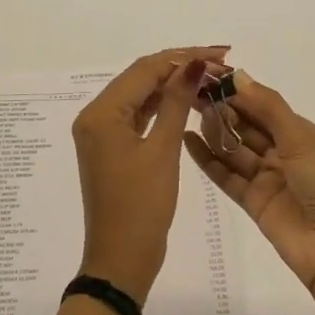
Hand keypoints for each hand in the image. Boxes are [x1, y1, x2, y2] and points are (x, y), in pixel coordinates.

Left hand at [71, 47, 228, 302]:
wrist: (121, 261)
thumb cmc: (142, 207)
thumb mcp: (163, 151)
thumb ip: (176, 102)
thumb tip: (194, 64)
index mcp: (101, 113)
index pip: (145, 69)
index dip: (183, 57)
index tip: (219, 53)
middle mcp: (95, 116)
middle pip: (139, 77)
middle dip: (178, 66)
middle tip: (219, 62)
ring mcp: (101, 132)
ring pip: (139, 95)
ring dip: (171, 85)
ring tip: (209, 77)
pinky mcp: (111, 147)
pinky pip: (137, 115)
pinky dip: (160, 106)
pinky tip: (186, 100)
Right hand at [184, 70, 314, 294]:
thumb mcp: (301, 138)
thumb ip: (268, 107)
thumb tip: (238, 75)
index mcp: (302, 134)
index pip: (264, 106)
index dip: (239, 92)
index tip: (210, 76)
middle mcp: (284, 153)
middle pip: (247, 126)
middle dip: (223, 109)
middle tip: (192, 92)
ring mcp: (267, 179)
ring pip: (235, 149)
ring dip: (215, 131)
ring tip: (189, 112)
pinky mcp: (253, 203)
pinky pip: (226, 176)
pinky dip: (208, 159)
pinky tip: (188, 141)